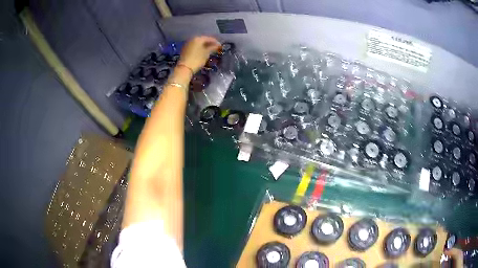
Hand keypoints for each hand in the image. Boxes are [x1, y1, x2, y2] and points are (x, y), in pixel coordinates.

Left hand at [178, 36, 220, 72]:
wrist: (184, 68)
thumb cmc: (197, 59)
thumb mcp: (206, 53)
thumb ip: (212, 47)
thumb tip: (218, 45)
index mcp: (198, 38)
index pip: (209, 38)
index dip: (215, 41)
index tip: (220, 45)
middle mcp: (192, 39)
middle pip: (203, 40)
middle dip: (210, 43)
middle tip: (215, 47)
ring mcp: (188, 44)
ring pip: (198, 43)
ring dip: (204, 46)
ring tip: (210, 50)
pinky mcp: (185, 49)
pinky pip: (195, 46)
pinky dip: (199, 48)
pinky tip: (203, 52)